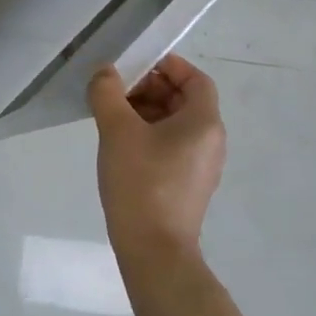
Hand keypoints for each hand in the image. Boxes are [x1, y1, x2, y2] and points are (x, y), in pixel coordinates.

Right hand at [89, 55, 226, 264]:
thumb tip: (106, 72)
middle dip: (150, 88)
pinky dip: (148, 134)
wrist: (154, 250)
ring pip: (175, 123)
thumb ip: (107, 92)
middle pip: (184, 99)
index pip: (196, 79)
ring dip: (145, 111)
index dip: (168, 66)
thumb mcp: (117, 129)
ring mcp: (200, 165)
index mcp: (204, 123)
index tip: (135, 64)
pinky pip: (170, 145)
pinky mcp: (186, 184)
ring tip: (111, 115)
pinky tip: (119, 143)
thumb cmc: (141, 182)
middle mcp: (209, 141)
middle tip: (115, 90)